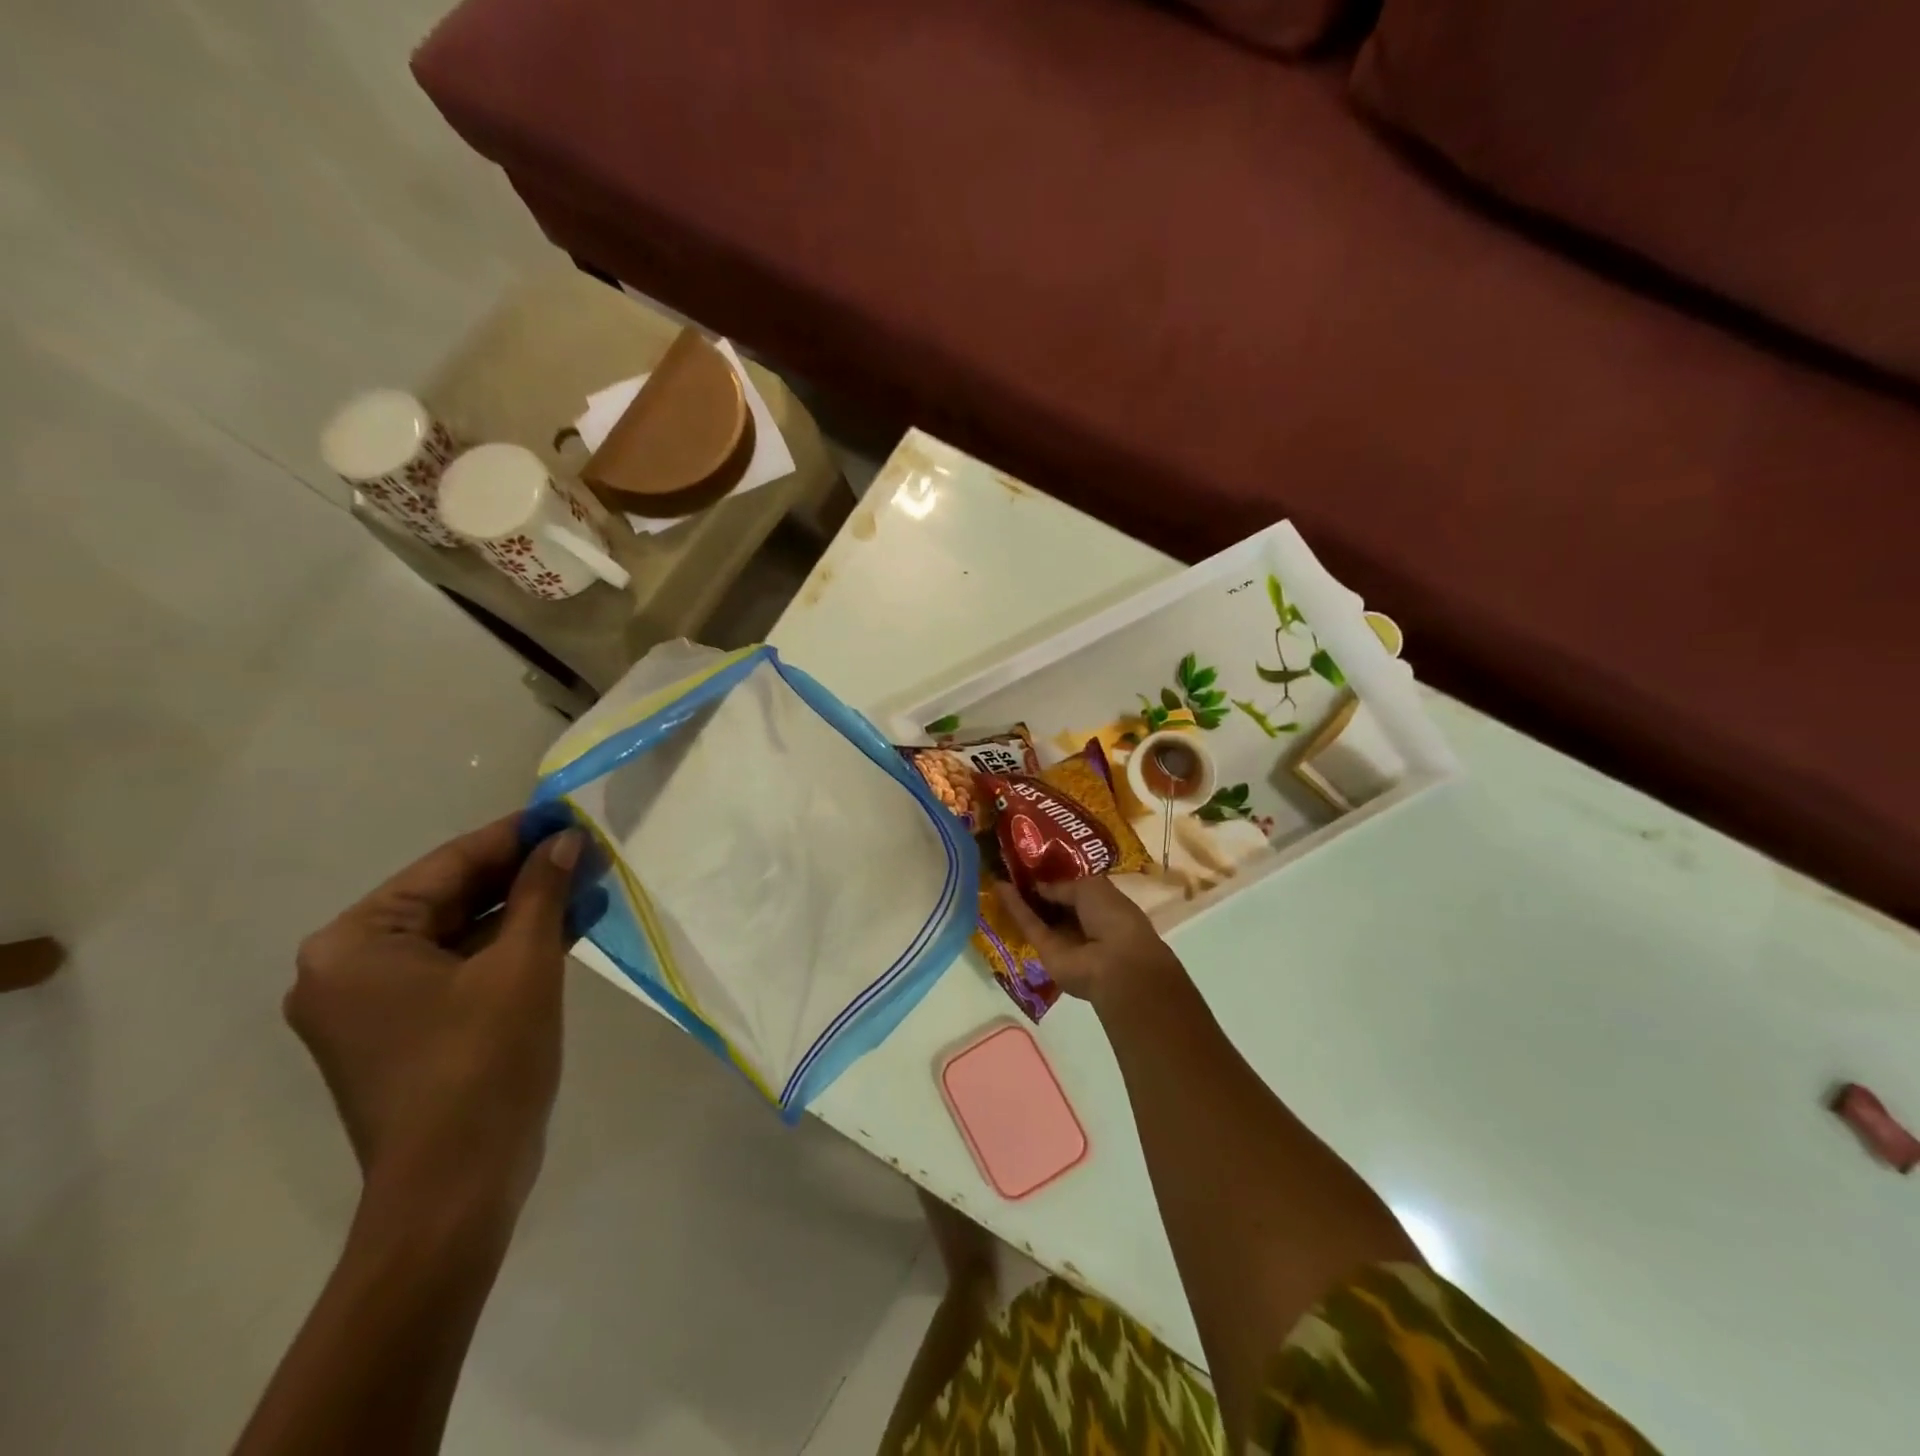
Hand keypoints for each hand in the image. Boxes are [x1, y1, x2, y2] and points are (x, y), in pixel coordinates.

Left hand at [287, 814, 583, 1226]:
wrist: (456, 1188)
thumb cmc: (483, 1064)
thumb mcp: (523, 964)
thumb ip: (542, 892)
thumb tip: (565, 840)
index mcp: (356, 943)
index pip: (448, 866)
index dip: (515, 836)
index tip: (566, 814)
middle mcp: (349, 967)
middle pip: (452, 898)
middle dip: (524, 874)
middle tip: (586, 850)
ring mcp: (375, 1003)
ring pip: (462, 933)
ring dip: (525, 910)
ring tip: (588, 882)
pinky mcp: (406, 1030)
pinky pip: (462, 968)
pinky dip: (511, 947)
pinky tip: (567, 924)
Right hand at [992, 876, 1182, 1009]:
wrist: (1116, 963)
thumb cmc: (1114, 916)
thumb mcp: (1090, 887)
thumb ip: (1061, 885)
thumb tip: (1039, 885)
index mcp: (1101, 904)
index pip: (1073, 888)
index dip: (1054, 875)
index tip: (1032, 859)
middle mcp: (1081, 921)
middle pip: (1053, 902)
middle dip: (1035, 885)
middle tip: (1010, 863)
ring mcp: (1062, 937)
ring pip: (1038, 914)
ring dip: (1020, 895)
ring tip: (999, 870)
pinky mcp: (1044, 950)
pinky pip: (1029, 925)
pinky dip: (1015, 907)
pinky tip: (1000, 887)